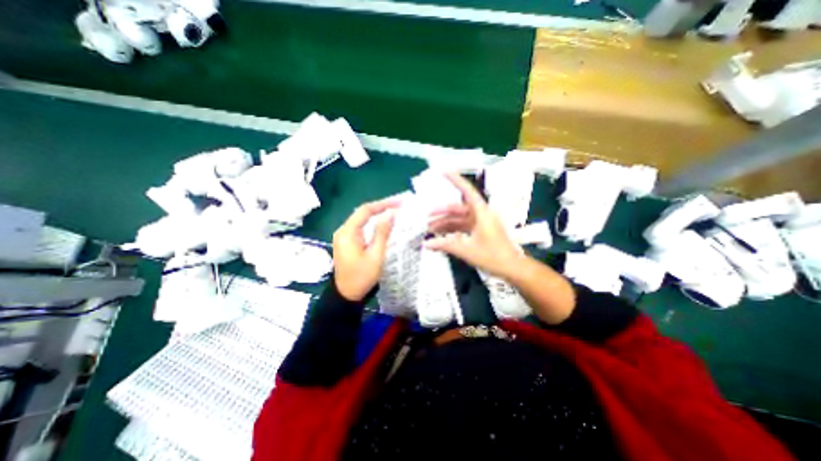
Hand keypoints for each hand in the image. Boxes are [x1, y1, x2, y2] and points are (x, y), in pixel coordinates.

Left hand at [332, 198, 399, 299]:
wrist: (346, 296)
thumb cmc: (362, 277)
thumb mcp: (376, 255)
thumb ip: (382, 233)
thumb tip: (390, 214)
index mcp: (347, 232)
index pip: (365, 210)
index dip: (383, 204)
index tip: (399, 203)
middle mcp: (343, 231)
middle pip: (363, 213)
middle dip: (381, 208)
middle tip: (399, 206)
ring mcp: (344, 237)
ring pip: (362, 220)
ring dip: (378, 215)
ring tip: (395, 212)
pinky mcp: (347, 242)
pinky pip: (361, 228)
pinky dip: (373, 225)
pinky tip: (384, 225)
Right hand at [428, 173, 521, 279]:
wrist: (512, 268)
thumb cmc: (493, 256)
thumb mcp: (466, 250)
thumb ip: (445, 245)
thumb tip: (426, 244)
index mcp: (481, 212)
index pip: (467, 191)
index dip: (455, 180)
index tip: (443, 171)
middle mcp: (480, 214)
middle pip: (458, 208)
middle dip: (441, 212)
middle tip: (425, 217)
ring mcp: (480, 223)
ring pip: (459, 219)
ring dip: (445, 223)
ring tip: (429, 229)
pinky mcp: (480, 231)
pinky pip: (462, 227)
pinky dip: (452, 230)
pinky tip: (440, 236)